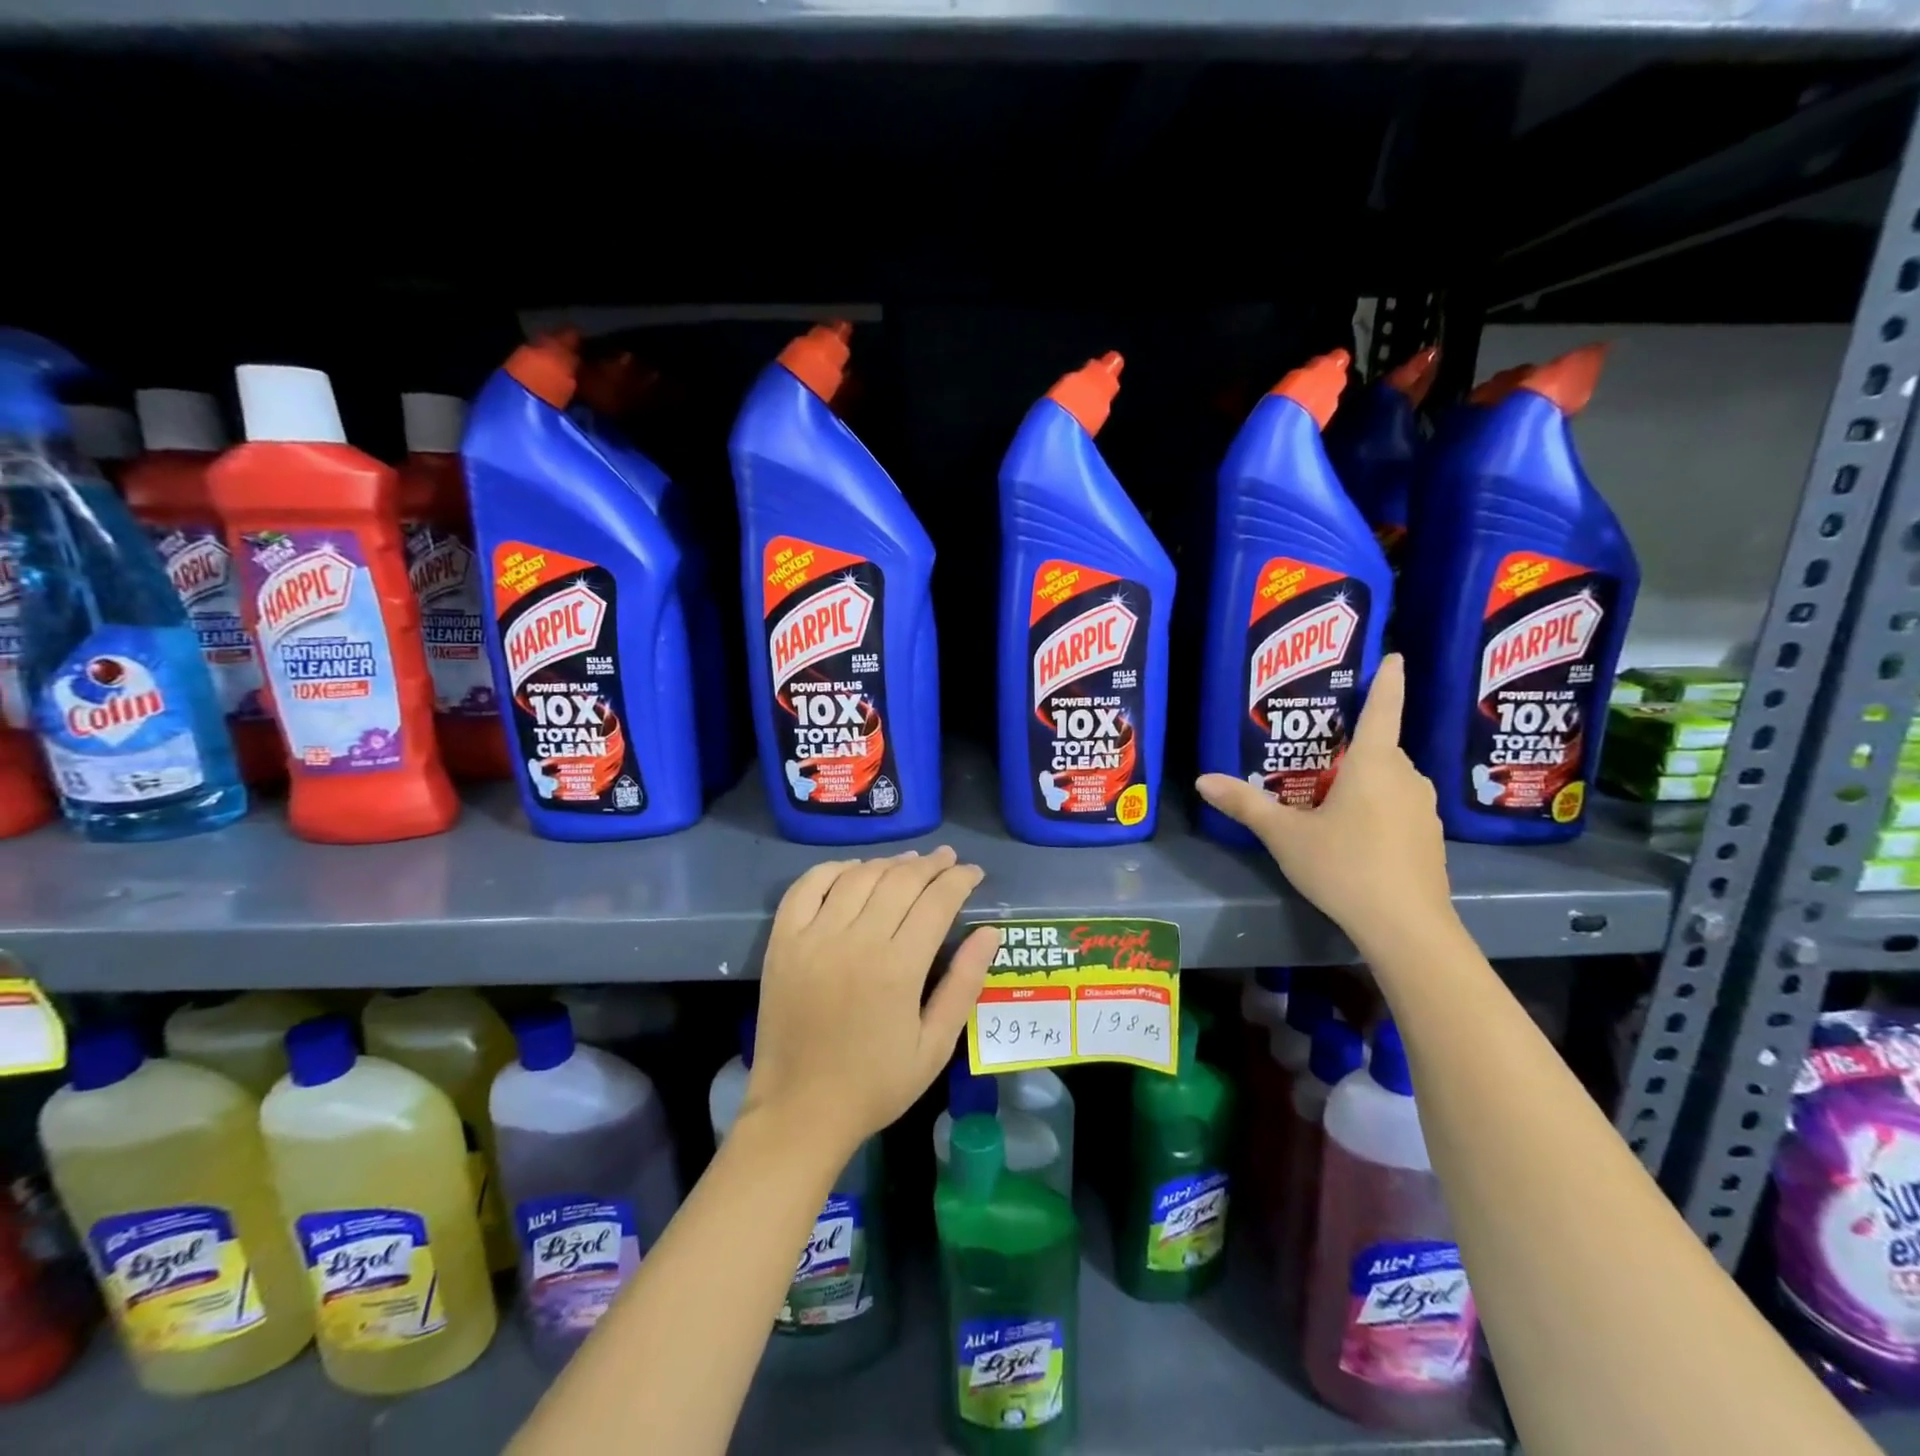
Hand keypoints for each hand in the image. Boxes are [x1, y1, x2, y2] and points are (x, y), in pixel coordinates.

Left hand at [746, 847, 999, 1158]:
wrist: (800, 1111)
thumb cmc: (875, 1084)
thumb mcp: (935, 1046)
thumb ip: (964, 984)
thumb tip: (989, 933)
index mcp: (898, 968)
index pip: (937, 901)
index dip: (960, 880)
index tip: (973, 873)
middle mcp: (856, 941)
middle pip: (900, 881)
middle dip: (931, 865)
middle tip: (948, 860)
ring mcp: (814, 937)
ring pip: (859, 877)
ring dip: (889, 862)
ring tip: (910, 862)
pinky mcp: (783, 942)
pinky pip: (807, 887)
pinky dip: (834, 869)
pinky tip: (855, 870)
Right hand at [1195, 654, 1454, 950]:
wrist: (1407, 927)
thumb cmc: (1345, 866)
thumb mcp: (1285, 835)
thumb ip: (1245, 804)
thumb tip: (1202, 780)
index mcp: (1375, 764)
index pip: (1383, 709)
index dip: (1388, 680)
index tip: (1395, 656)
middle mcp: (1407, 778)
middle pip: (1381, 748)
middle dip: (1353, 746)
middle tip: (1317, 750)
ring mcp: (1424, 809)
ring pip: (1391, 780)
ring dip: (1364, 780)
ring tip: (1328, 794)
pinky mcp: (1429, 839)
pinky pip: (1399, 806)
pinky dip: (1378, 807)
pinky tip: (1353, 832)